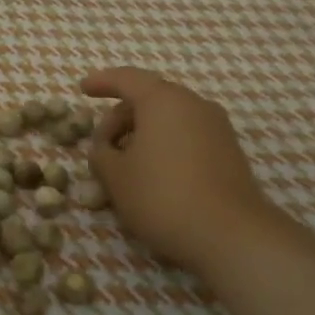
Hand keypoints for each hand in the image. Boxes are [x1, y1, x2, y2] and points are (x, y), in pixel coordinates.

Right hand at [81, 67, 284, 270]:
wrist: (231, 236)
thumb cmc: (162, 196)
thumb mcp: (115, 176)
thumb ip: (101, 154)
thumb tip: (104, 149)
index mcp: (163, 100)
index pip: (126, 79)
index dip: (102, 82)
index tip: (83, 89)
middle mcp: (193, 105)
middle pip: (148, 99)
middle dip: (120, 119)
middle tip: (101, 148)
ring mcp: (216, 128)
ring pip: (169, 120)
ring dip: (142, 135)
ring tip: (125, 166)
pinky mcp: (228, 152)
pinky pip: (186, 137)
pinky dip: (164, 146)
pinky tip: (153, 176)